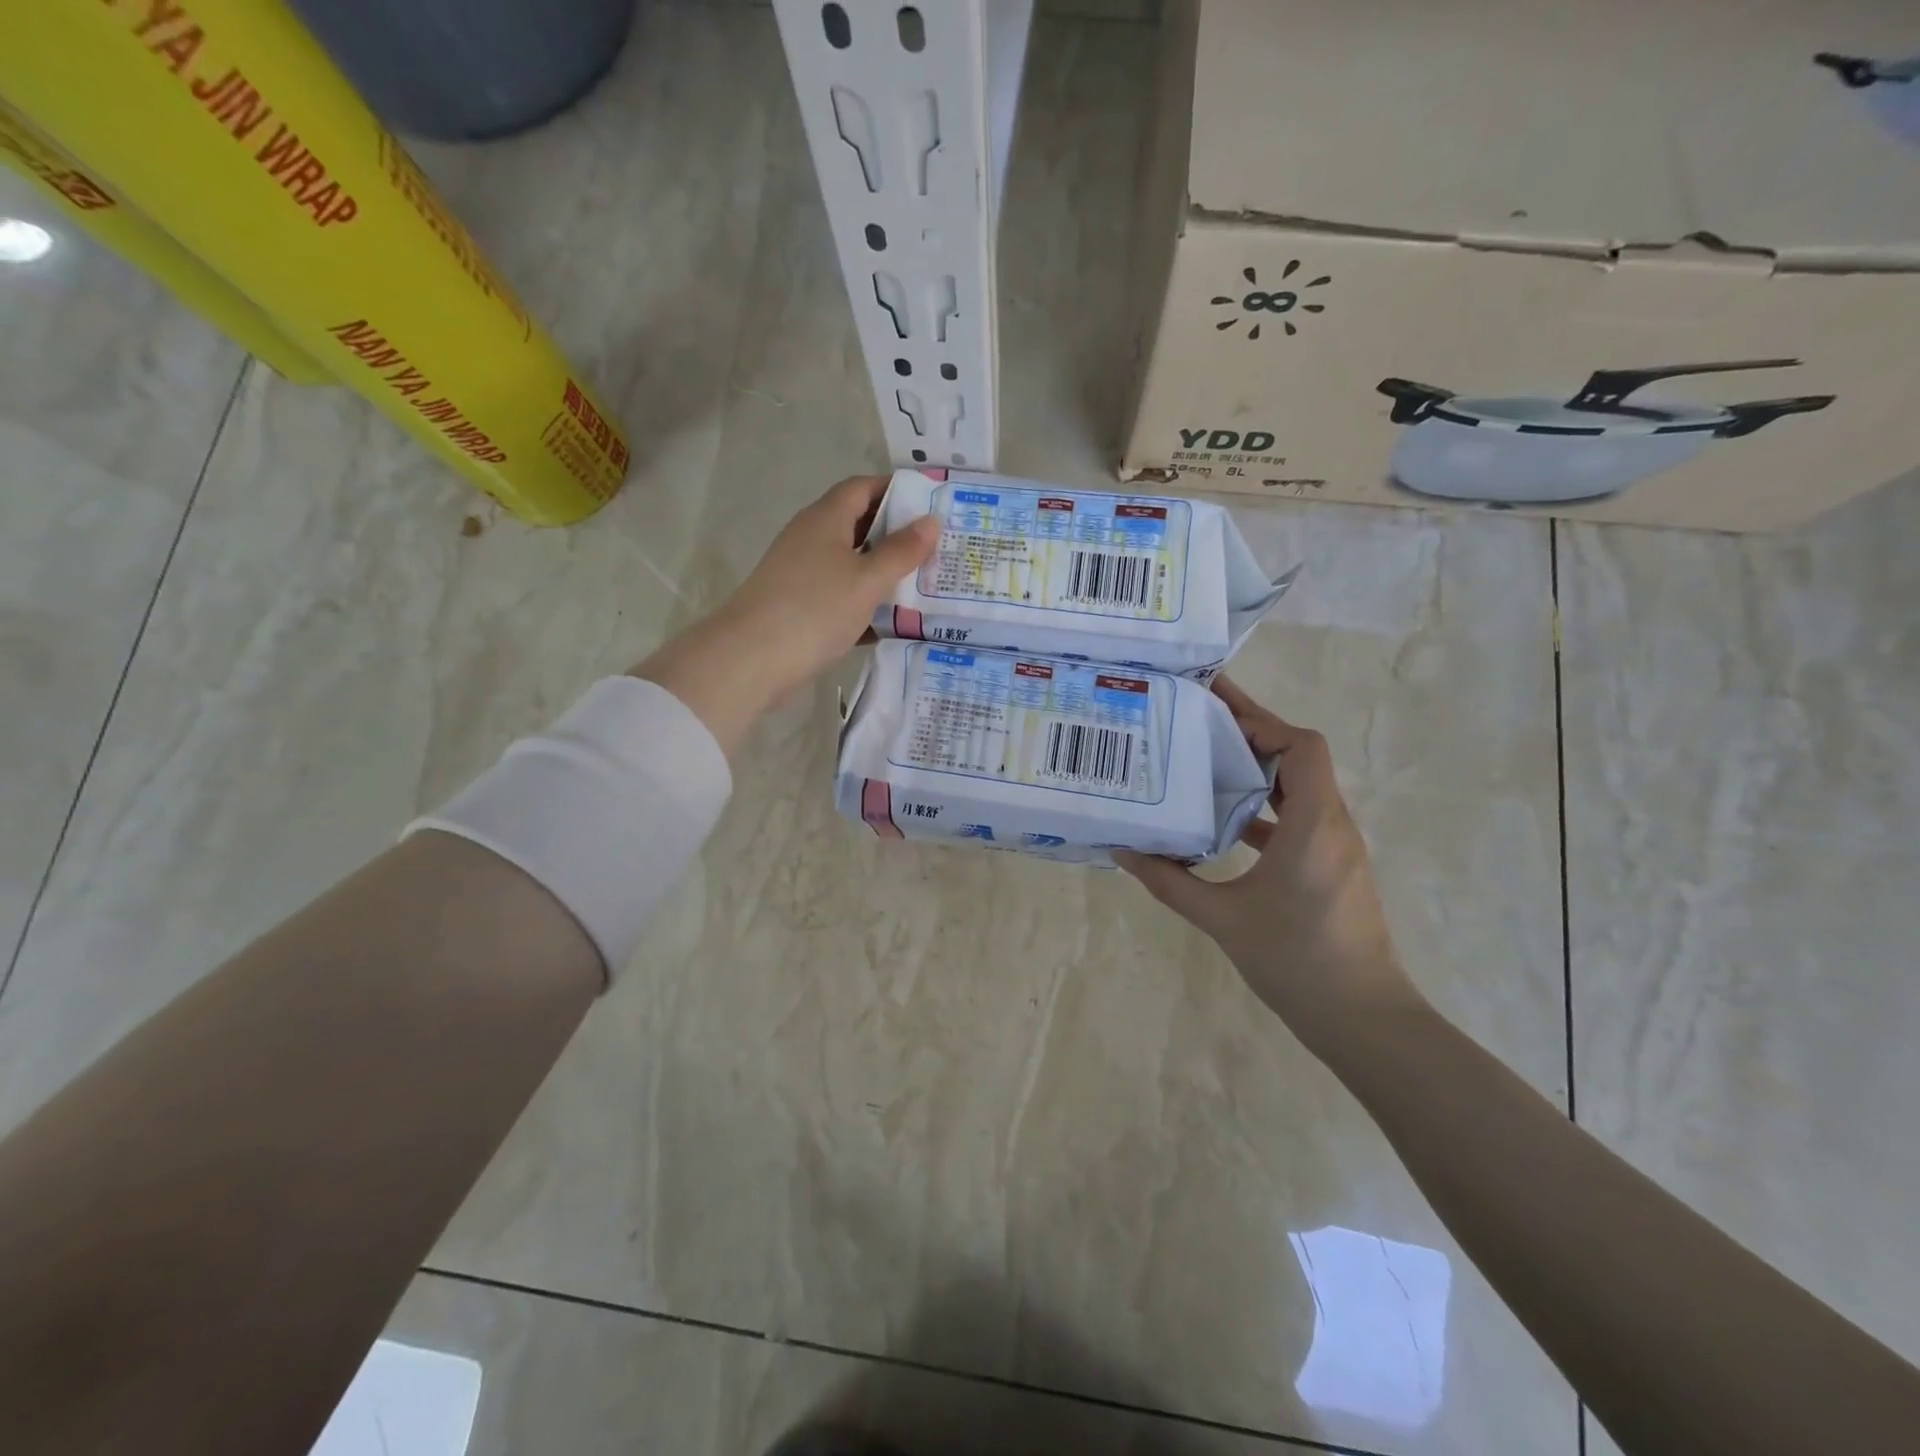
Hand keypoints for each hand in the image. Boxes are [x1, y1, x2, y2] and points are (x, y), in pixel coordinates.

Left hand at [633, 475, 937, 754]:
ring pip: (852, 565)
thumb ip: (902, 551)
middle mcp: (812, 538)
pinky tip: (893, 624)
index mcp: (826, 519)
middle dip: (897, 536)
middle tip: (938, 550)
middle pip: (860, 526)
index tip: (932, 505)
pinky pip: (841, 596)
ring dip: (884, 573)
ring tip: (925, 586)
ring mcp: (803, 574)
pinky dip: (866, 605)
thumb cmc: (815, 609)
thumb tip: (931, 521)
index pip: (864, 488)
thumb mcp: (868, 579)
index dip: (897, 491)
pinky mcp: (800, 606)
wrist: (752, 659)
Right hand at [1114, 678, 1424, 1052]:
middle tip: (1200, 717)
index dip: (1261, 720)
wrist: (1364, 1019)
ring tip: (1205, 757)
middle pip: (1299, 758)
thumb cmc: (1297, 962)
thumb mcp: (1223, 920)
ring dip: (1258, 768)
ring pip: (1299, 788)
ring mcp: (1335, 847)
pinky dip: (1264, 807)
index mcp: (1313, 825)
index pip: (1300, 747)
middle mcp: (1331, 825)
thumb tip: (1123, 851)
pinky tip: (1224, 819)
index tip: (1216, 706)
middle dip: (1253, 733)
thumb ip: (1170, 882)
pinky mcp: (1331, 867)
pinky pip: (1298, 818)